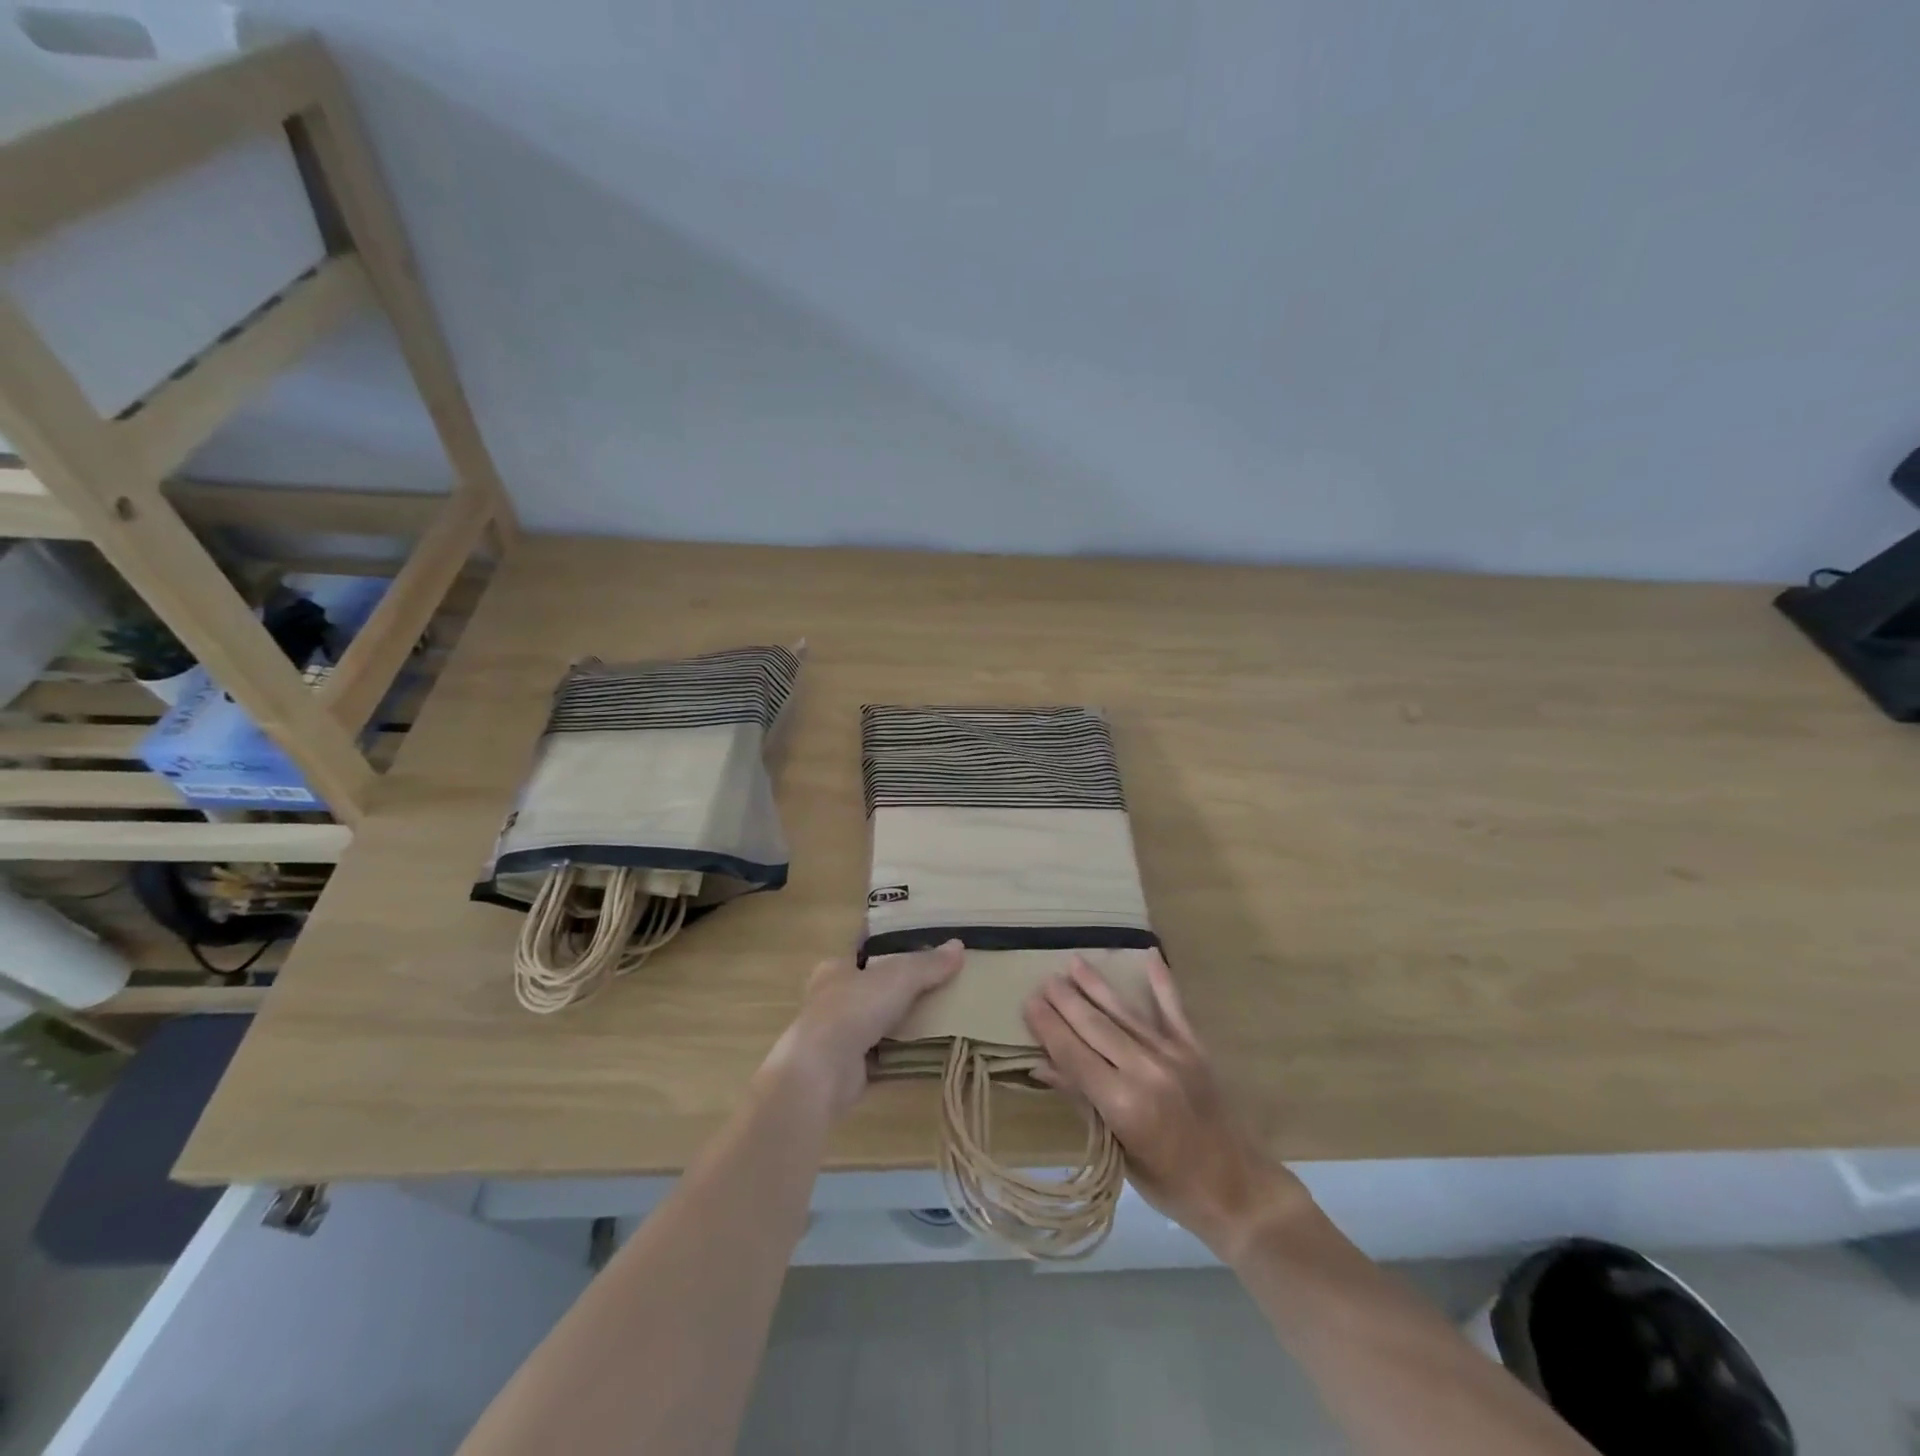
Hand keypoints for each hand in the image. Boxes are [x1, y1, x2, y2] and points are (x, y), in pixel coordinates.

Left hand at [760, 940, 964, 1115]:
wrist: (822, 1070)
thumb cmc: (853, 1008)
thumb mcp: (898, 976)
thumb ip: (928, 964)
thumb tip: (959, 945)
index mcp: (837, 967)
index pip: (865, 949)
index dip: (889, 945)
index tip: (919, 945)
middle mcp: (833, 998)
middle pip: (873, 986)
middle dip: (901, 986)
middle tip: (939, 982)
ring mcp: (839, 1034)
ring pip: (878, 1021)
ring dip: (902, 1021)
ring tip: (942, 1015)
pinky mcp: (848, 1067)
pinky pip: (882, 1054)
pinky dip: (901, 1053)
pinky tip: (927, 1051)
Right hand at [1023, 952, 1309, 1258]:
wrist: (1239, 1191)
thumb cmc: (1170, 1185)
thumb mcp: (1118, 1154)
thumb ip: (1083, 1103)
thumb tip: (1042, 1067)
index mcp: (1123, 1103)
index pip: (1075, 1055)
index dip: (1049, 1029)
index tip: (1028, 1003)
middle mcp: (1146, 1070)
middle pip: (1096, 1027)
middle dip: (1067, 1002)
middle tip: (1043, 980)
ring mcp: (1173, 1055)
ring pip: (1126, 1013)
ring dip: (1097, 987)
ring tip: (1074, 964)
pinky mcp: (1195, 1049)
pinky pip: (1174, 1009)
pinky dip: (1162, 981)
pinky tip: (1150, 955)